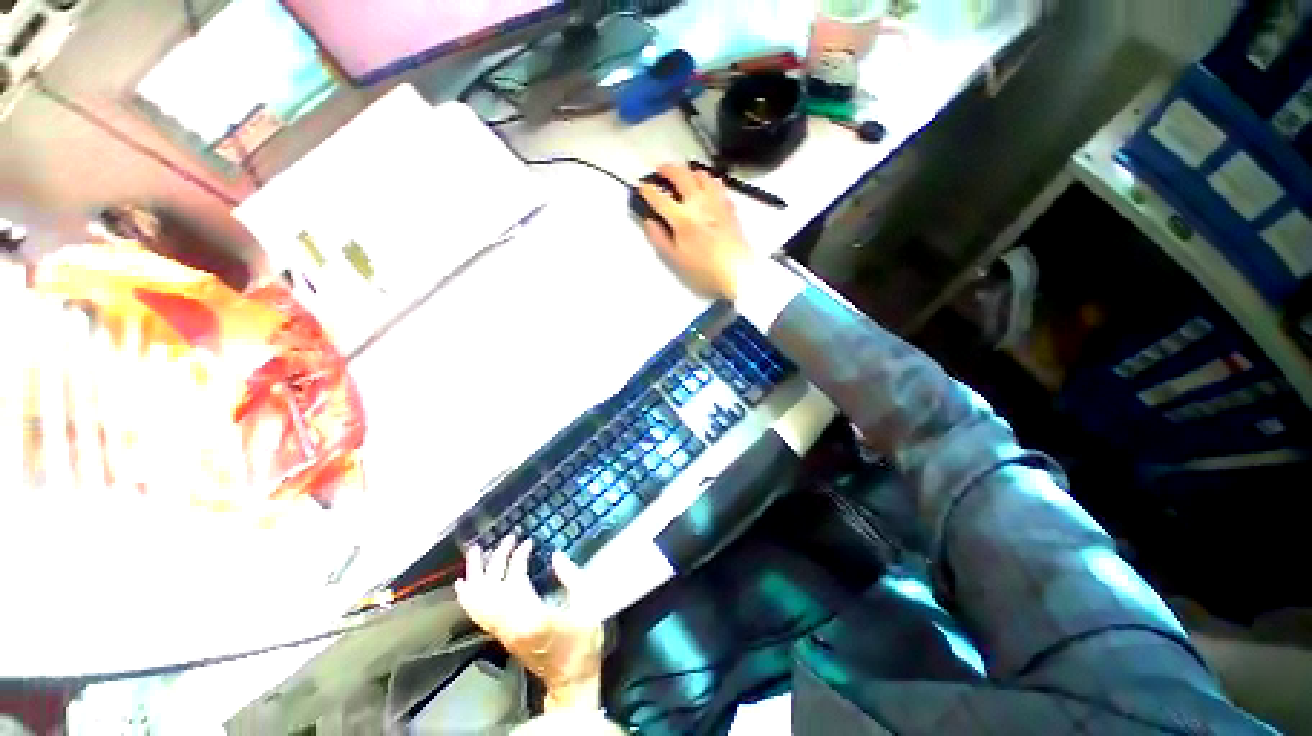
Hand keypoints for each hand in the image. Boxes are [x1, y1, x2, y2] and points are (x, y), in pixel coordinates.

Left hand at [455, 536, 604, 711]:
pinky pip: (479, 615)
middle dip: (497, 559)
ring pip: (479, 601)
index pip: (515, 579)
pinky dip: (469, 598)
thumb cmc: (583, 643)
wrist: (570, 681)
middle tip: (507, 538)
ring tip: (476, 552)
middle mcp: (511, 624)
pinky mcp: (502, 637)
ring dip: (476, 575)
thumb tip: (556, 555)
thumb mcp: (588, 606)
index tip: (529, 541)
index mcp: (533, 616)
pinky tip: (464, 585)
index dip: (519, 556)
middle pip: (493, 588)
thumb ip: (573, 578)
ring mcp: (503, 633)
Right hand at [638, 163, 755, 300]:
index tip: (642, 188)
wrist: (738, 273)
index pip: (660, 198)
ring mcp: (717, 203)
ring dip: (689, 172)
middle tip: (660, 170)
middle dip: (667, 169)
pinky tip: (707, 189)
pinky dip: (708, 182)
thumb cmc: (704, 271)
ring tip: (684, 177)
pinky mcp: (730, 207)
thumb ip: (660, 239)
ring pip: (702, 175)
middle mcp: (699, 204)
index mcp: (683, 219)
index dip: (647, 191)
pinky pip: (718, 185)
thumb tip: (650, 222)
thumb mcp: (676, 260)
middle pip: (682, 175)